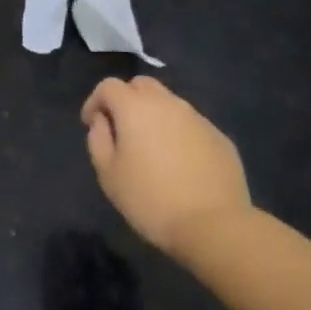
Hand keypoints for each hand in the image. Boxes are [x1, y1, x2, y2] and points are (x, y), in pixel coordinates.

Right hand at [80, 76, 251, 258]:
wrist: (213, 224)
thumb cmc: (150, 199)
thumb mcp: (108, 174)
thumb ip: (98, 140)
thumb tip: (103, 121)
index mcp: (135, 108)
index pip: (108, 86)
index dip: (95, 101)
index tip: (91, 125)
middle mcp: (168, 103)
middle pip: (141, 85)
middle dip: (126, 99)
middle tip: (121, 129)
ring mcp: (198, 118)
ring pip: (169, 103)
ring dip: (154, 116)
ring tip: (151, 148)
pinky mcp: (219, 137)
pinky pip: (191, 125)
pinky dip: (178, 133)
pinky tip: (179, 164)